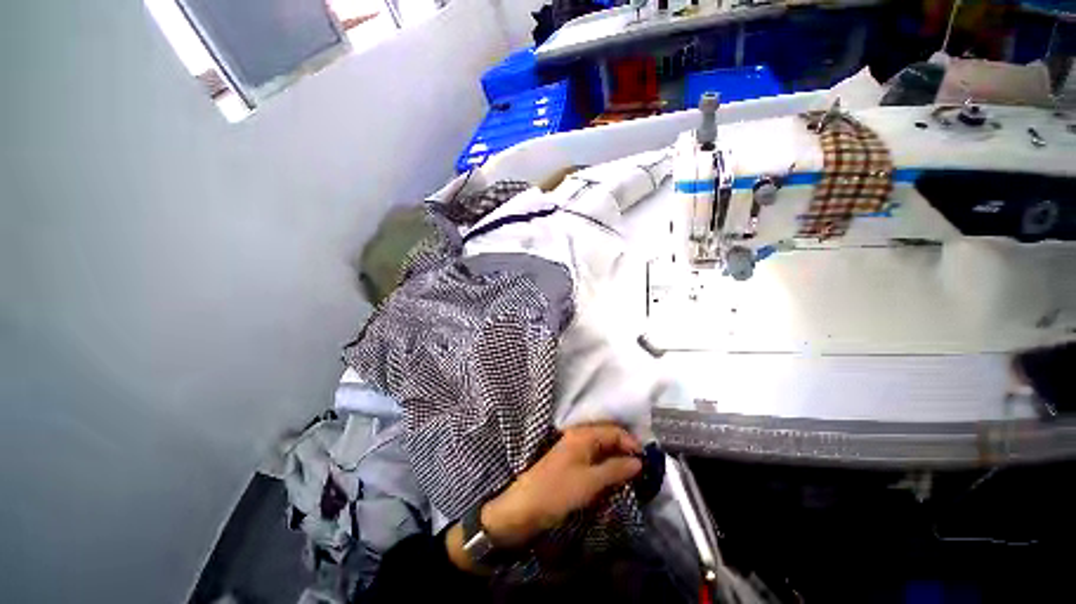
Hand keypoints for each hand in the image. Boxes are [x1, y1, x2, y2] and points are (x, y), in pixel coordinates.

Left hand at [480, 424, 642, 548]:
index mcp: (583, 435)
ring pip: (602, 448)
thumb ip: (616, 469)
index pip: (614, 431)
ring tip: (633, 475)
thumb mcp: (590, 481)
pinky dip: (606, 466)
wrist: (524, 507)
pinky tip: (614, 477)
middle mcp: (578, 436)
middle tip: (643, 469)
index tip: (648, 462)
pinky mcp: (570, 462)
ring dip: (617, 459)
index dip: (631, 443)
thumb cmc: (558, 491)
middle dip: (626, 450)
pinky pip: (594, 458)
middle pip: (608, 437)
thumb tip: (638, 461)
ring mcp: (573, 449)